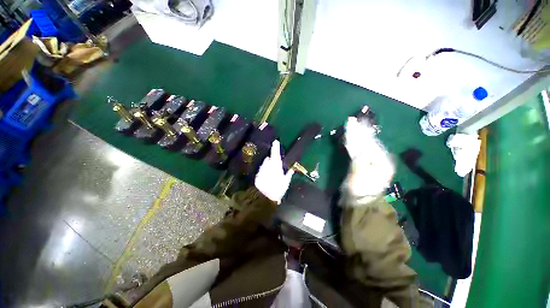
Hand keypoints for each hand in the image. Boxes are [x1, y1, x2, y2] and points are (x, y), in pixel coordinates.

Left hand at [255, 140, 294, 203]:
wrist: (265, 197)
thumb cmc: (278, 189)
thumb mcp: (286, 182)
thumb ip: (289, 174)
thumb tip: (292, 169)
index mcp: (276, 165)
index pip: (275, 153)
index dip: (275, 147)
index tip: (275, 141)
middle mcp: (268, 165)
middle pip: (269, 159)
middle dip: (272, 161)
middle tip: (276, 167)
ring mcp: (262, 169)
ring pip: (265, 165)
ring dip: (268, 166)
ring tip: (271, 175)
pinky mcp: (257, 174)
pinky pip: (262, 170)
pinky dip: (264, 172)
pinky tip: (267, 178)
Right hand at [344, 117, 394, 198]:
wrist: (359, 201)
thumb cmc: (360, 189)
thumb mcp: (360, 175)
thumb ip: (360, 160)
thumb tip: (360, 148)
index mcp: (382, 161)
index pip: (370, 143)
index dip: (360, 133)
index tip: (354, 123)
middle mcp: (380, 159)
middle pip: (367, 142)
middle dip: (359, 131)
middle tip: (352, 120)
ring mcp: (372, 161)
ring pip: (363, 145)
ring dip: (356, 135)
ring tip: (352, 124)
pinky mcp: (364, 163)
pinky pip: (359, 150)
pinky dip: (354, 143)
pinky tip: (351, 137)